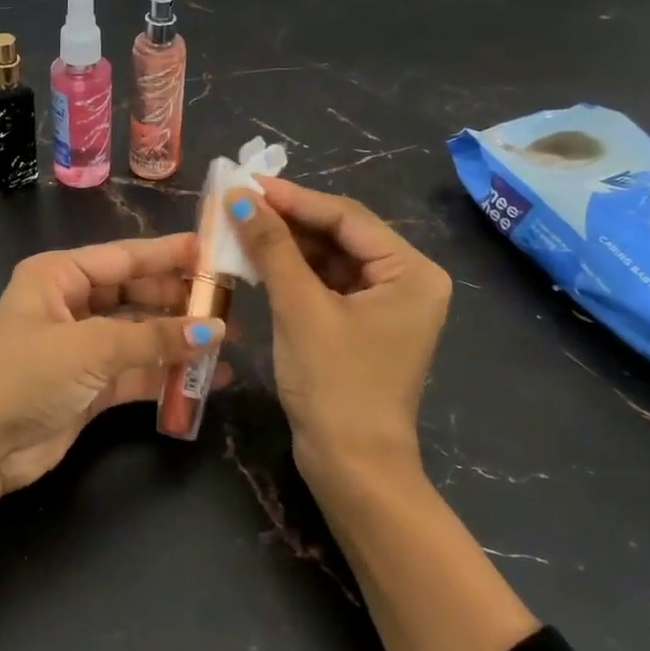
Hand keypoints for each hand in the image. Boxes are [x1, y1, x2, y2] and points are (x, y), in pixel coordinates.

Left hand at [0, 235, 227, 492]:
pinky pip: (138, 372)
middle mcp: (72, 304)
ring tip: (230, 343)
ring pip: (141, 335)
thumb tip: (215, 330)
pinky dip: (168, 375)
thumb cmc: (22, 376)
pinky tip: (208, 379)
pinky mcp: (90, 386)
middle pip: (137, 294)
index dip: (170, 255)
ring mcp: (82, 347)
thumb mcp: (88, 348)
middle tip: (232, 305)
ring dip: (179, 340)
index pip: (125, 257)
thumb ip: (153, 338)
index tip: (216, 253)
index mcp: (59, 275)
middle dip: (180, 301)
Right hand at [225, 177, 451, 482]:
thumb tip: (238, 196)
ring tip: (240, 227)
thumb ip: (271, 246)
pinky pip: (326, 284)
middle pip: (340, 235)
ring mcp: (386, 305)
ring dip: (287, 245)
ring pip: (329, 258)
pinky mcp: (363, 325)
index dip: (294, 198)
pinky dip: (293, 273)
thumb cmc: (335, 384)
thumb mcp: (300, 308)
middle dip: (288, 221)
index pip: (347, 218)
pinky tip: (258, 261)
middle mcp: (407, 281)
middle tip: (238, 203)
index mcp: (411, 272)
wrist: (352, 468)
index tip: (246, 183)